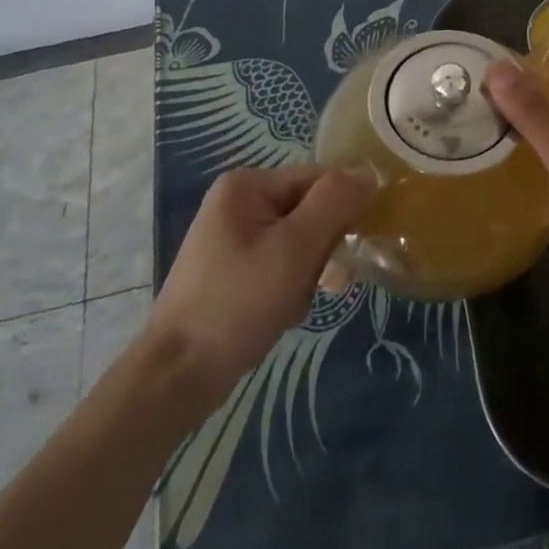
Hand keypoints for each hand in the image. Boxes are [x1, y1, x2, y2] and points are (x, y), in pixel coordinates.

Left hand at [150, 165, 372, 394]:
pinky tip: (279, 313)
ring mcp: (235, 236)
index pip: (320, 180)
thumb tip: (370, 172)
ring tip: (288, 303)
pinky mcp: (235, 268)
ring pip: (301, 242)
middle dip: (319, 251)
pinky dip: (290, 288)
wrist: (178, 377)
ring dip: (307, 274)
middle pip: (311, 211)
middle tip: (306, 284)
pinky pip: (282, 264)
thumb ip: (335, 203)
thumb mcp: (295, 248)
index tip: (341, 252)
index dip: (339, 213)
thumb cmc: (237, 303)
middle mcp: (240, 201)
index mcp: (248, 184)